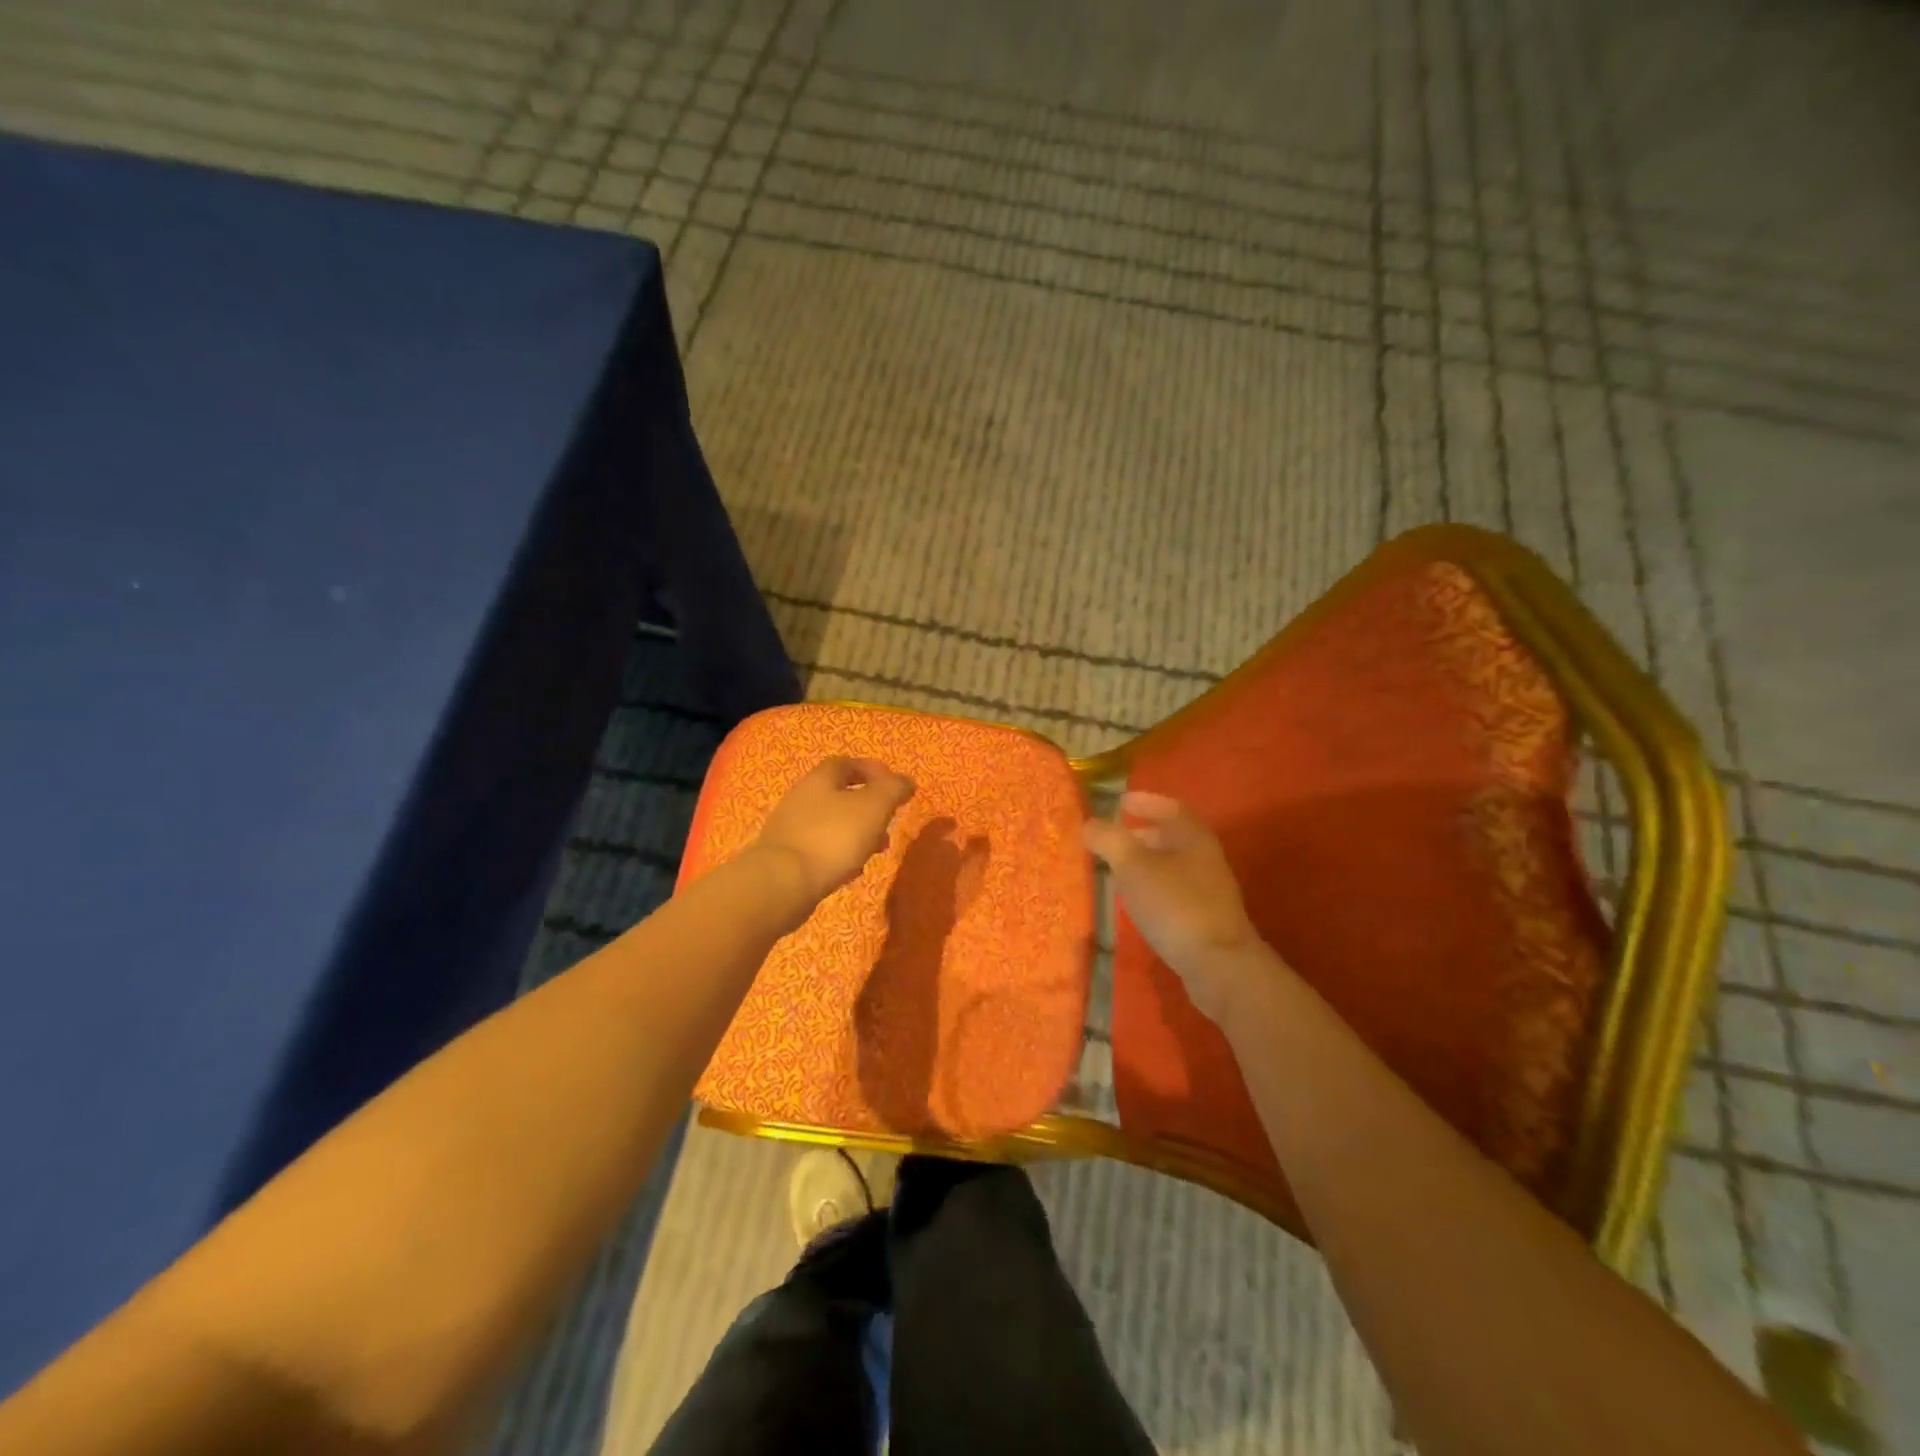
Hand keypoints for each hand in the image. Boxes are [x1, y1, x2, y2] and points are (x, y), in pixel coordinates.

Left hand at [754, 756, 915, 916]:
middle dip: (869, 807)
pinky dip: (840, 853)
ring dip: (857, 832)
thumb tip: (906, 781)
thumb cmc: (833, 837)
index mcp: (820, 779)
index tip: (894, 786)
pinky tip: (852, 870)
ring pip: (832, 823)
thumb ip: (893, 790)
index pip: (847, 763)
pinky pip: (820, 847)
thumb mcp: (874, 807)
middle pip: (839, 794)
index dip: (873, 771)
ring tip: (877, 850)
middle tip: (889, 821)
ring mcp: (791, 828)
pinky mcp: (787, 857)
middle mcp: (801, 797)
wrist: (783, 883)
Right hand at [1084, 792, 1268, 1023]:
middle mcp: (1205, 858)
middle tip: (1111, 837)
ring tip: (1116, 868)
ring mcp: (1208, 890)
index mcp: (1193, 837)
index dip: (1145, 802)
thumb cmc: (1174, 904)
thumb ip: (1109, 840)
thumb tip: (1089, 824)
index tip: (1120, 802)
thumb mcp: (1133, 866)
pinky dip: (1151, 886)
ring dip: (1144, 862)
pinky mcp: (1204, 918)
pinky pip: (1172, 890)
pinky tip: (1134, 901)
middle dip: (1141, 834)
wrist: (1217, 965)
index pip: (1170, 808)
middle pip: (1172, 837)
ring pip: (1171, 865)